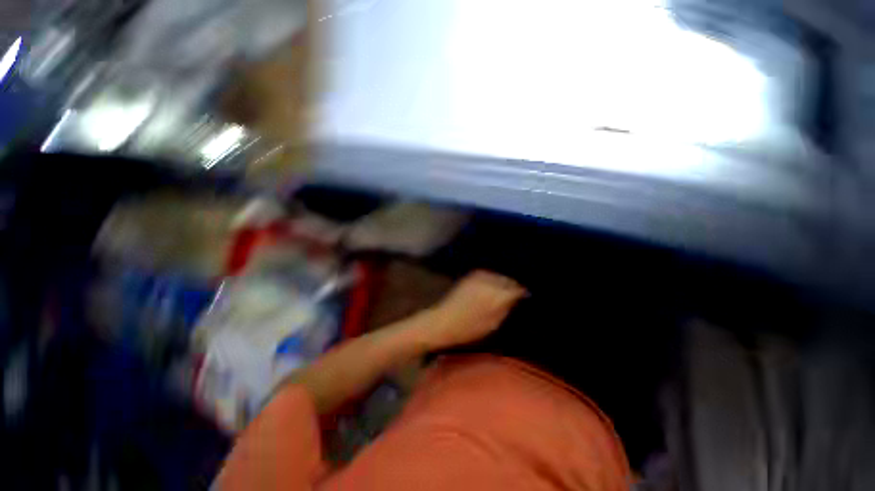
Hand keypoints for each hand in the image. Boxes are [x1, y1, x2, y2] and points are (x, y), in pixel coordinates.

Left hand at [423, 270, 526, 349]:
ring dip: (505, 282)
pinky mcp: (471, 276)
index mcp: (495, 295)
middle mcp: (488, 281)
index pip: (518, 289)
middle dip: (514, 286)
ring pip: (499, 276)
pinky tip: (493, 288)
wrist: (442, 321)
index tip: (527, 299)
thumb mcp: (493, 323)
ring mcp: (478, 276)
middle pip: (509, 280)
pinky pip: (489, 275)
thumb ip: (507, 308)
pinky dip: (494, 280)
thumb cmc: (468, 329)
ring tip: (506, 292)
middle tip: (518, 296)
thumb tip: (518, 298)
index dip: (524, 294)